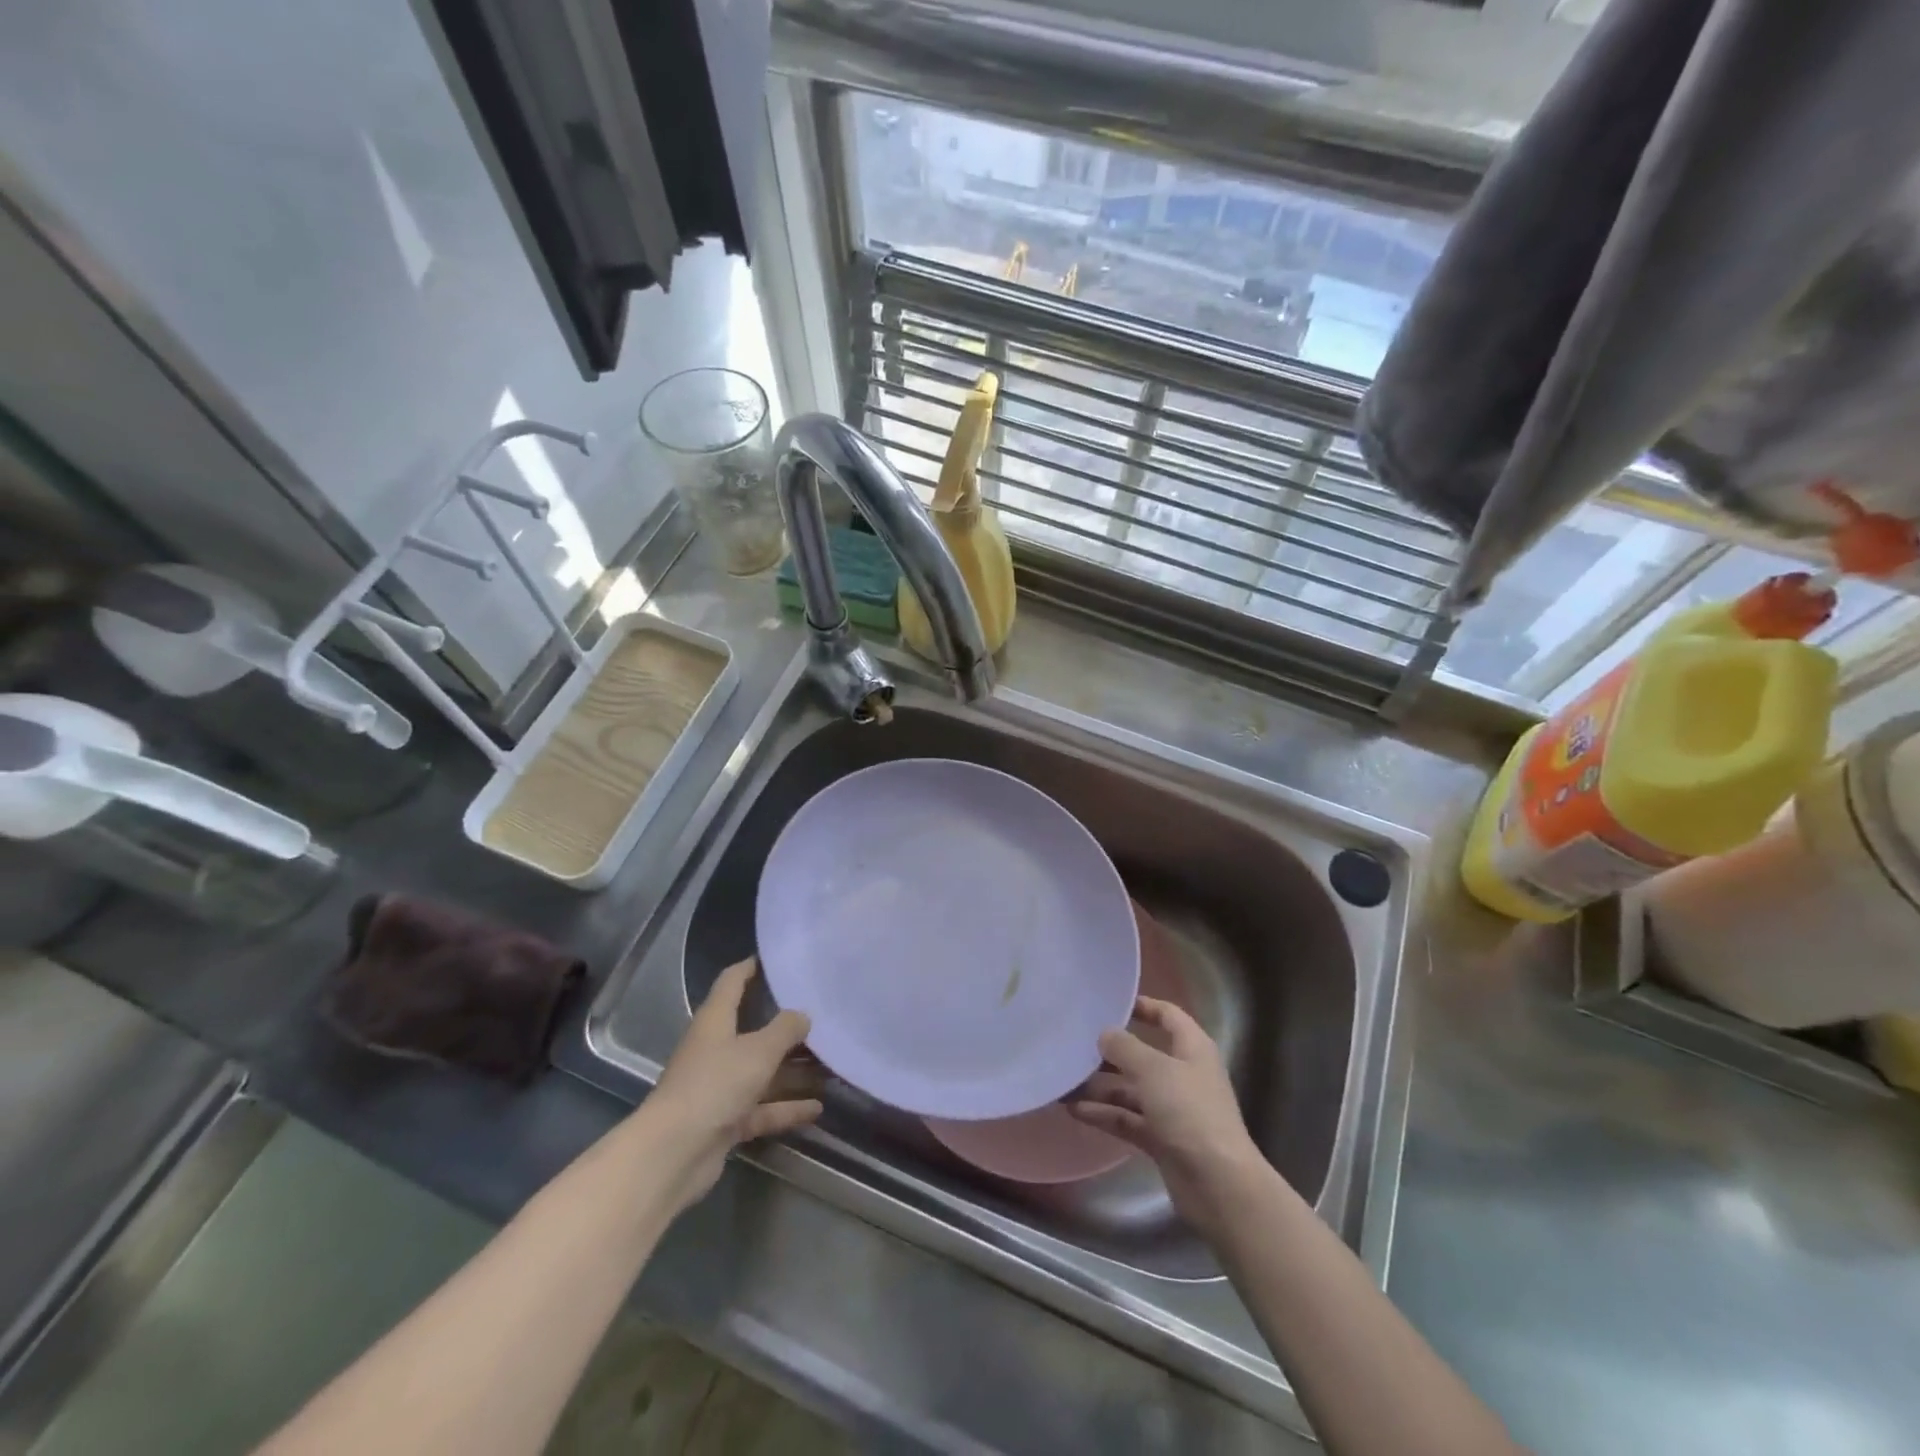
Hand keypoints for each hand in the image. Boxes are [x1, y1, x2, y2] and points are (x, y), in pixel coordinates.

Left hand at [646, 958, 821, 1209]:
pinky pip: (762, 1108)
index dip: (751, 967)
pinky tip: (817, 1109)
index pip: (732, 982)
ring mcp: (719, 1087)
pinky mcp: (725, 1121)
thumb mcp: (758, 1051)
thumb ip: (785, 1029)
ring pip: (761, 1071)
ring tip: (829, 1063)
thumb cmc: (714, 1085)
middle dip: (785, 1024)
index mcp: (715, 1021)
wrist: (673, 1154)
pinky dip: (786, 1108)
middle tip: (821, 1014)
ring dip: (792, 1070)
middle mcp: (715, 1049)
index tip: (777, 958)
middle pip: (752, 1029)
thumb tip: (802, 1015)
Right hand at [1068, 996, 1264, 1233]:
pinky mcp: (1163, 1140)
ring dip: (1101, 1087)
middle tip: (1075, 1045)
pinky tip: (1074, 1110)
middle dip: (1110, 1052)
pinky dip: (1105, 1115)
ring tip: (1064, 1081)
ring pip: (1131, 1090)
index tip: (1109, 1004)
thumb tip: (1105, 1033)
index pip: (1168, 1016)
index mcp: (1192, 1049)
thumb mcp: (1154, 1070)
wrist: (1219, 1186)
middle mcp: (1183, 1075)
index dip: (1142, 1006)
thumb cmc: (1190, 1113)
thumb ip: (1125, 1047)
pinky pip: (1128, 1119)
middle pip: (1143, 1054)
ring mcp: (1173, 1110)